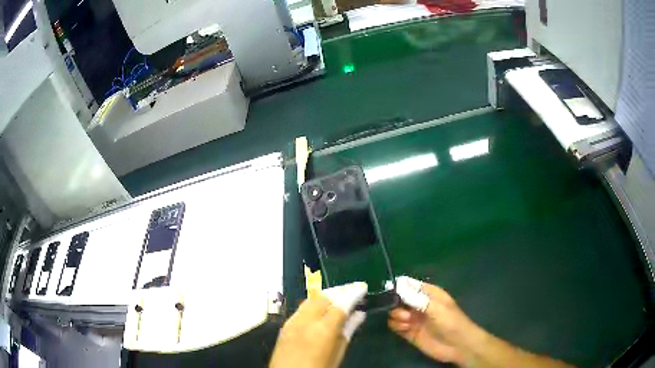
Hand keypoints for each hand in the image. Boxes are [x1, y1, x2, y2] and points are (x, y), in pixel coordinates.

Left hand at [270, 282, 367, 367]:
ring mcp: (293, 321)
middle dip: (340, 291)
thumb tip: (358, 315)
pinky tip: (322, 309)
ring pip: (311, 299)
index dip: (353, 293)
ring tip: (340, 299)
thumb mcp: (338, 355)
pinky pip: (302, 307)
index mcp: (323, 329)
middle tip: (353, 293)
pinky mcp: (285, 325)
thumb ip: (347, 332)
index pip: (341, 303)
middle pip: (324, 297)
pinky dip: (315, 304)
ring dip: (327, 296)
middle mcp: (306, 320)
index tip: (363, 287)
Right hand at [387, 276, 477, 364]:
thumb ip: (415, 298)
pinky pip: (395, 325)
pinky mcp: (409, 332)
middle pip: (398, 299)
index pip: (409, 284)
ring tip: (408, 322)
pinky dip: (397, 326)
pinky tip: (406, 329)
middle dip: (396, 303)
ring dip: (397, 316)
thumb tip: (397, 286)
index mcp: (428, 293)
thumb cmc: (451, 322)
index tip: (388, 290)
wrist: (457, 345)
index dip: (398, 286)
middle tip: (404, 311)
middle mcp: (418, 304)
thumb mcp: (435, 307)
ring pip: (395, 312)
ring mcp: (413, 319)